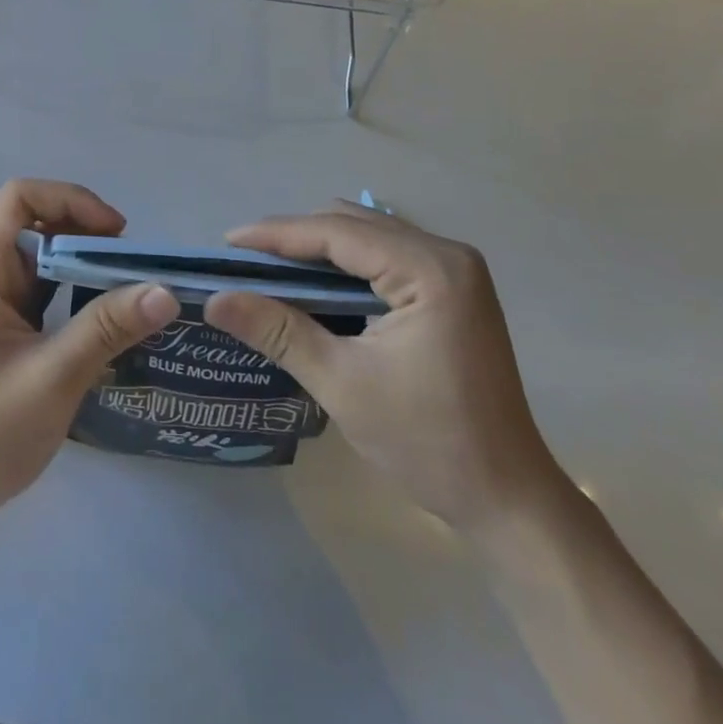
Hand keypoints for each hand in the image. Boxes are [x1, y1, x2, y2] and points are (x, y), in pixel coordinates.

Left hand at [0, 179, 179, 536]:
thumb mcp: (51, 379)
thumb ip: (107, 328)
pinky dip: (68, 291)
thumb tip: (166, 291)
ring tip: (125, 288)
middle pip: (32, 222)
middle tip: (132, 266)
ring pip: (37, 257)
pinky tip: (100, 315)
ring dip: (80, 264)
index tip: (117, 233)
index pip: (21, 197)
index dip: (72, 201)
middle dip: (84, 234)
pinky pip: (35, 289)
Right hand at [204, 202, 559, 530]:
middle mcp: (447, 254)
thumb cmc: (427, 442)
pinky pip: (387, 255)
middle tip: (246, 261)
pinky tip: (318, 285)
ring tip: (272, 270)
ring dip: (320, 249)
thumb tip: (215, 300)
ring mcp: (456, 270)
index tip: (229, 241)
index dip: (278, 234)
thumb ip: (278, 331)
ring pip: (369, 236)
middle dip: (296, 238)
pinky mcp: (455, 289)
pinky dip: (347, 264)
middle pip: (353, 225)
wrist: (507, 498)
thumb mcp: (342, 384)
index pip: (338, 233)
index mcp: (430, 270)